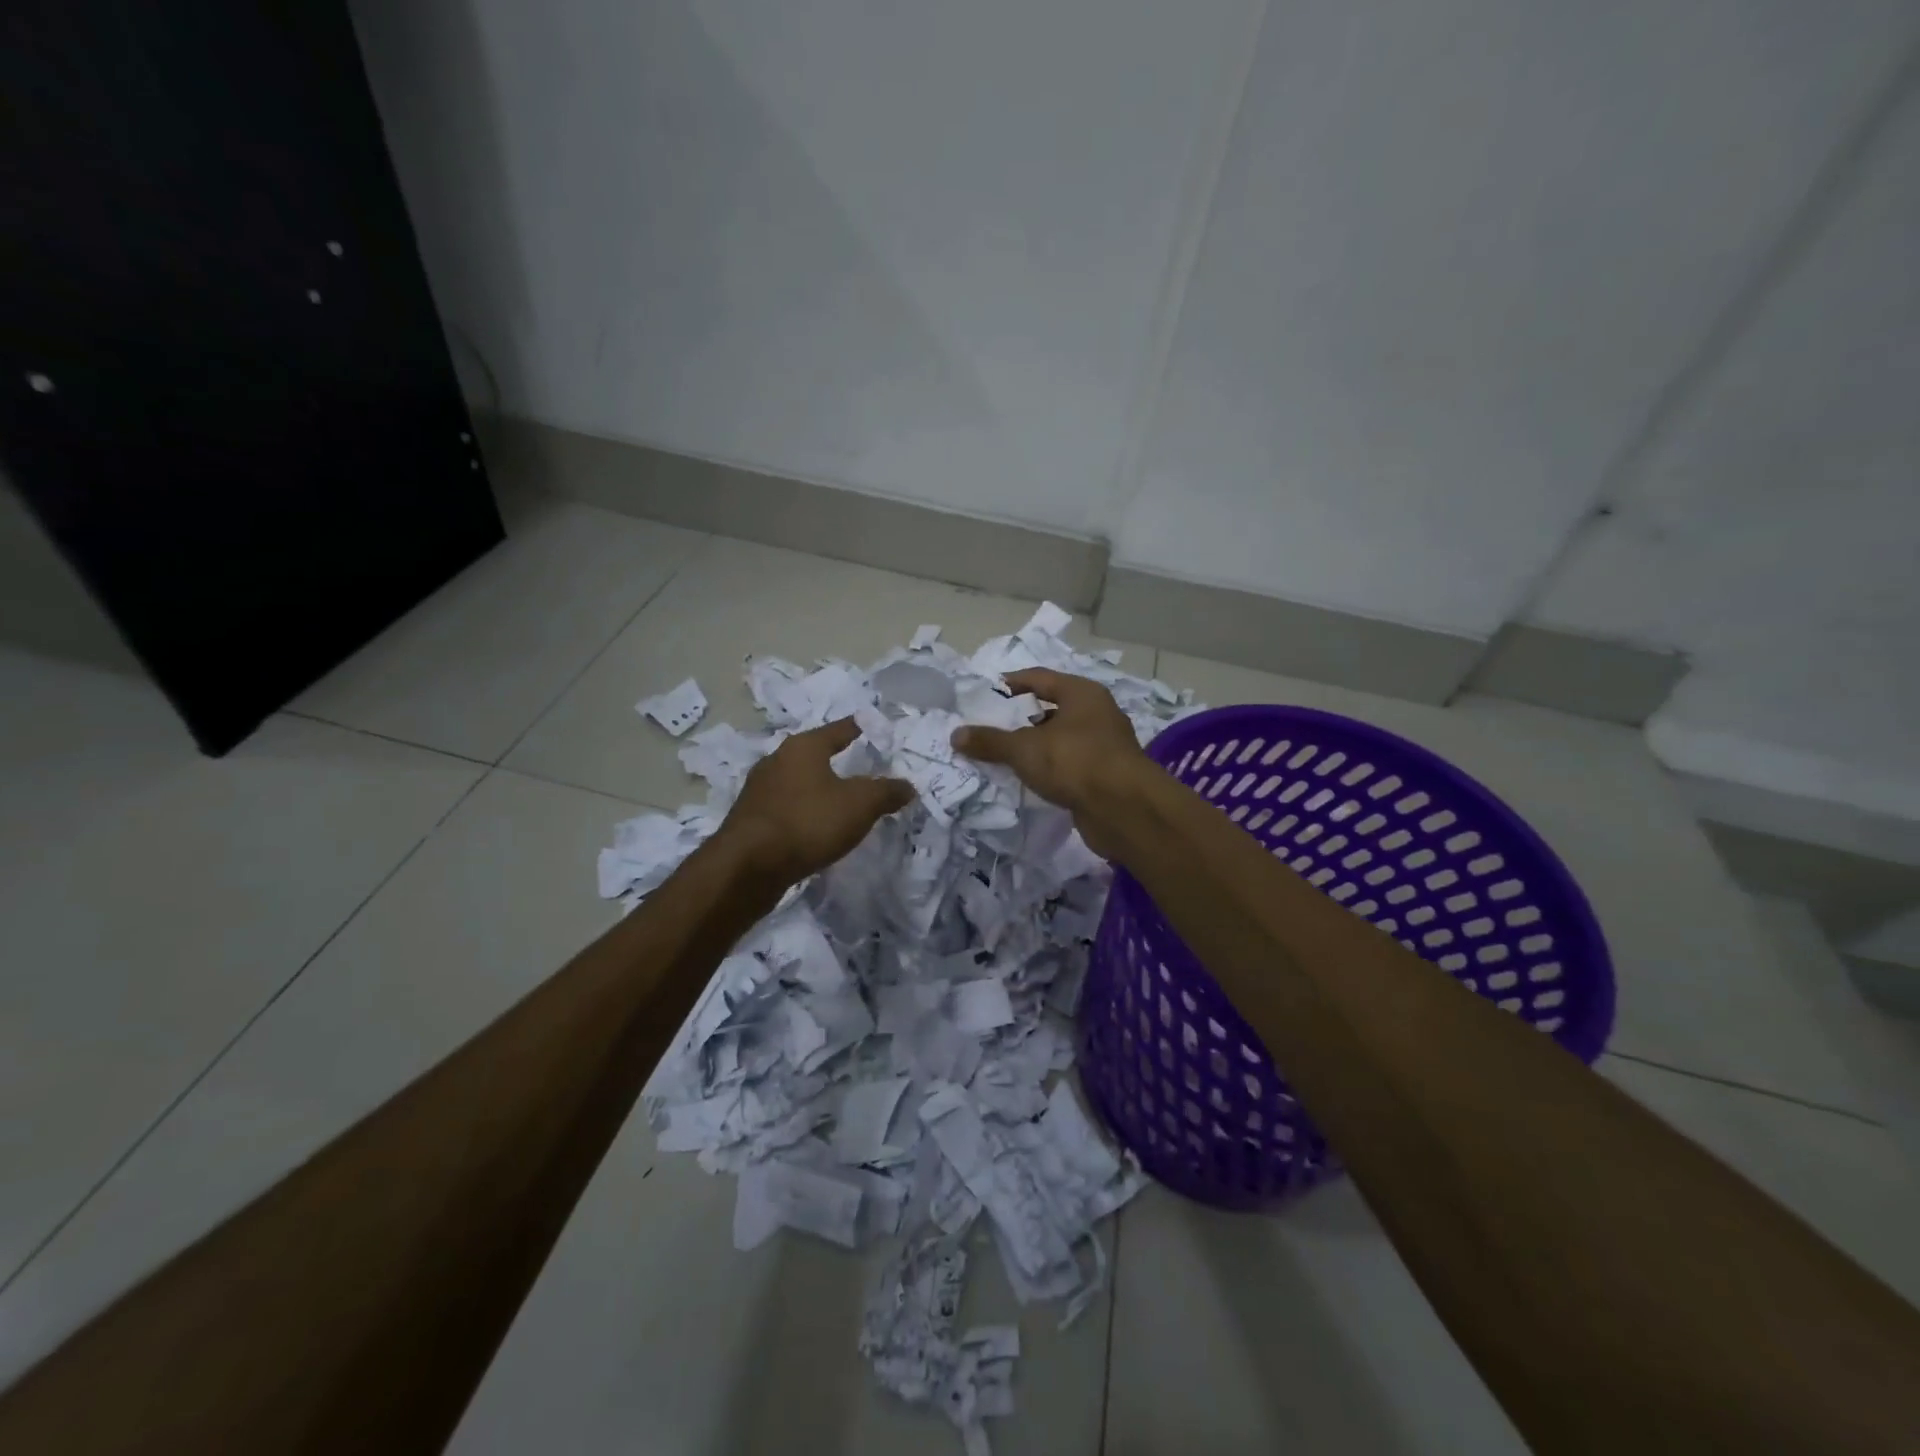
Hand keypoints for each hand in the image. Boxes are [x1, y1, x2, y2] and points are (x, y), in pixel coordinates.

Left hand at [717, 718, 914, 884]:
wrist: (747, 867)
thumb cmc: (808, 822)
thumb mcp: (860, 805)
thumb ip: (886, 792)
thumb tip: (908, 786)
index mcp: (803, 747)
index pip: (839, 729)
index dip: (859, 728)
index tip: (872, 727)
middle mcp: (777, 760)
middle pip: (814, 754)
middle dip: (835, 760)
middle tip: (859, 768)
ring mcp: (758, 790)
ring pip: (796, 782)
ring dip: (816, 789)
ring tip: (838, 801)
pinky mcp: (749, 819)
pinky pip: (785, 808)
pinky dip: (802, 812)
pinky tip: (812, 827)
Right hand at [950, 669, 1149, 856]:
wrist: (1124, 810)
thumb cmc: (1074, 762)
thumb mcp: (1024, 749)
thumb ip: (990, 741)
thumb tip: (955, 735)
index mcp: (1082, 693)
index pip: (1040, 678)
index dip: (1012, 683)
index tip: (987, 693)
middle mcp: (1097, 713)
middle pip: (1052, 709)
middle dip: (1022, 720)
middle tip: (990, 728)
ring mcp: (1105, 746)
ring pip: (1062, 740)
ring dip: (1036, 747)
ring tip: (1004, 757)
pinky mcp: (1106, 776)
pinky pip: (1070, 765)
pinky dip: (1050, 770)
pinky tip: (1030, 781)